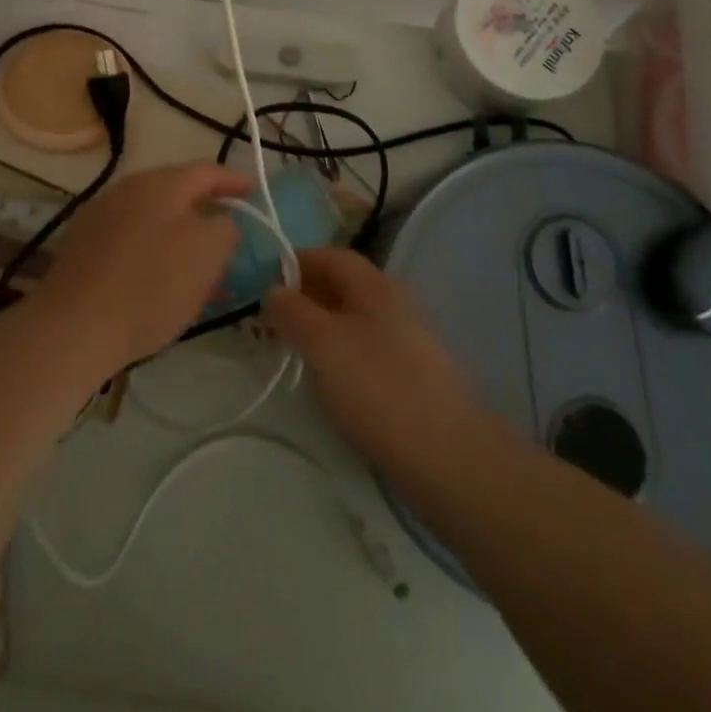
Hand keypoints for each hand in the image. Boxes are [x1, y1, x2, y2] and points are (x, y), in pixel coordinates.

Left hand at [35, 161, 253, 370]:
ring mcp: (100, 213)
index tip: (254, 192)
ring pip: (152, 215)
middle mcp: (128, 187)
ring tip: (196, 261)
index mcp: (161, 182)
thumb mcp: (209, 253)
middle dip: (205, 208)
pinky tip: (158, 277)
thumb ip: (226, 227)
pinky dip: (152, 248)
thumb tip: (221, 220)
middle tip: (228, 230)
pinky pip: (130, 236)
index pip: (207, 170)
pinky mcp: (82, 243)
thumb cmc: (151, 285)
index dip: (235, 181)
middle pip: (177, 190)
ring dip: (178, 232)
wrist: (74, 326)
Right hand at [264, 246, 487, 481]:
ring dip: (319, 325)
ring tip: (290, 347)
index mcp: (375, 286)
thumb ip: (292, 311)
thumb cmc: (377, 386)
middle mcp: (393, 304)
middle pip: (343, 286)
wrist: (445, 455)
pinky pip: (364, 349)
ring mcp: (405, 341)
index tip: (264, 279)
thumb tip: (273, 290)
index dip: (297, 261)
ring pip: (352, 319)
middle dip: (305, 295)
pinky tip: (325, 378)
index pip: (332, 256)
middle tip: (270, 317)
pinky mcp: (409, 376)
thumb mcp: (322, 343)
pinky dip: (338, 352)